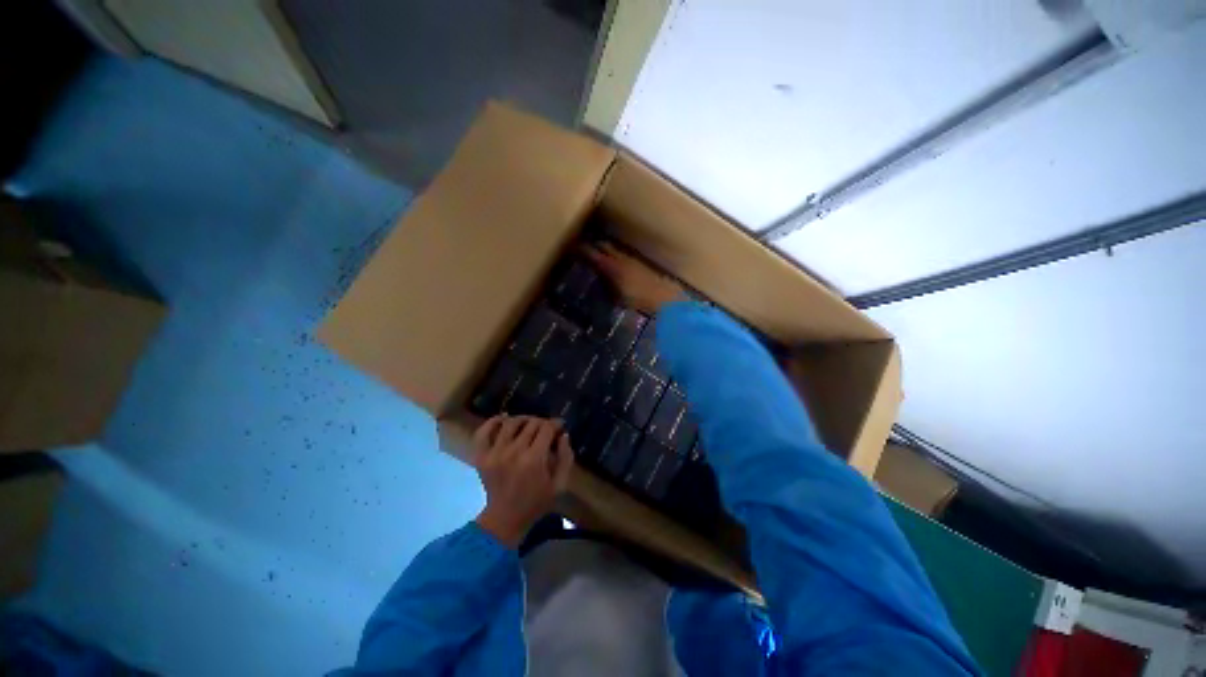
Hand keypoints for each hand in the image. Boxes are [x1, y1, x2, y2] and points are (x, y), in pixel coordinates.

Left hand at [472, 415, 574, 548]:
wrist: (504, 519)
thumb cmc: (536, 502)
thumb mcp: (559, 485)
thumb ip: (566, 458)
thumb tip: (563, 435)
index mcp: (534, 460)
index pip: (546, 428)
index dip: (556, 423)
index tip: (560, 426)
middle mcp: (513, 452)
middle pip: (531, 423)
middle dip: (543, 422)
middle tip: (547, 429)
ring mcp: (494, 453)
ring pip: (510, 422)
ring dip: (523, 419)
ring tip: (529, 425)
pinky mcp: (481, 457)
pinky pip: (483, 432)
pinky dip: (493, 422)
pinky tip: (504, 420)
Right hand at [583, 242, 682, 314]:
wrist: (663, 296)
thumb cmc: (639, 299)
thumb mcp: (617, 298)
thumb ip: (606, 287)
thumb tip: (598, 279)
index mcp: (612, 266)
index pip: (592, 253)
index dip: (582, 249)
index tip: (572, 248)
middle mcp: (620, 257)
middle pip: (604, 245)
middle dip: (593, 245)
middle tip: (583, 248)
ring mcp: (631, 258)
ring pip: (613, 248)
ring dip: (604, 248)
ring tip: (597, 253)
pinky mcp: (639, 262)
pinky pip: (622, 254)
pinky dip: (615, 255)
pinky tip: (614, 262)